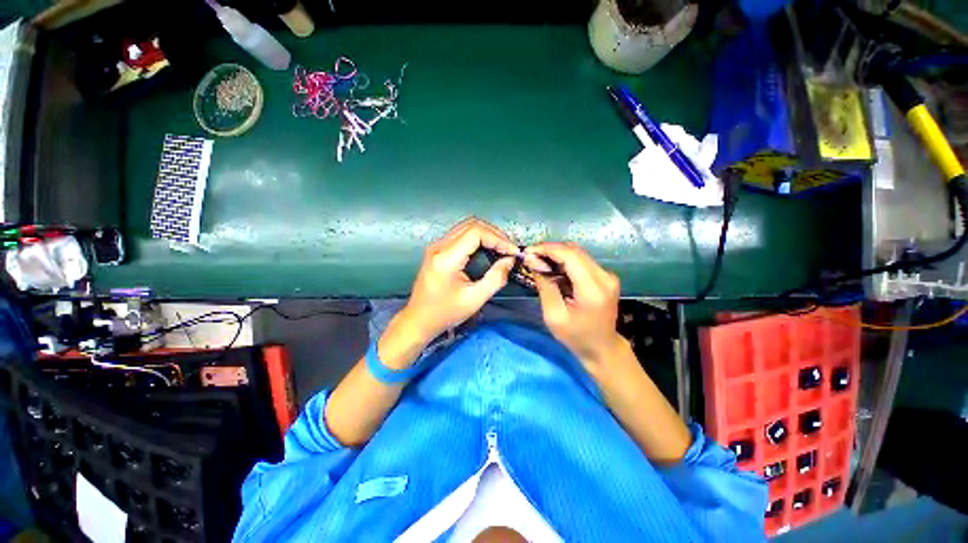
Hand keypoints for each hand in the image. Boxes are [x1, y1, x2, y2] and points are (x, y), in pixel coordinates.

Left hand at [401, 218, 518, 345]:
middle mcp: (439, 246)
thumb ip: (496, 278)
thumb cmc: (445, 313)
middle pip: (471, 224)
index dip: (498, 238)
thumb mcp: (475, 299)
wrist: (418, 319)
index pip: (476, 232)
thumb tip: (510, 260)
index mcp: (446, 258)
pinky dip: (478, 238)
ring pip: (466, 226)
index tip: (513, 252)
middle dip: (495, 234)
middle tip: (509, 249)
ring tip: (502, 248)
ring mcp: (437, 246)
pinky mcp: (438, 249)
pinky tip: (488, 249)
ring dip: (487, 234)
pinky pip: (461, 234)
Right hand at [526, 242, 625, 371]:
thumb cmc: (575, 336)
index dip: (548, 249)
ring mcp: (607, 275)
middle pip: (574, 250)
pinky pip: (582, 260)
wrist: (602, 347)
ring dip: (557, 254)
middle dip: (550, 249)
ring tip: (538, 261)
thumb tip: (532, 260)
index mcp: (593, 289)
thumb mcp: (554, 315)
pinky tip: (552, 268)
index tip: (528, 251)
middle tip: (531, 256)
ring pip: (578, 253)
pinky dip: (565, 260)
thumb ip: (544, 286)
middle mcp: (604, 277)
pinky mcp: (605, 276)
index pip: (570, 256)